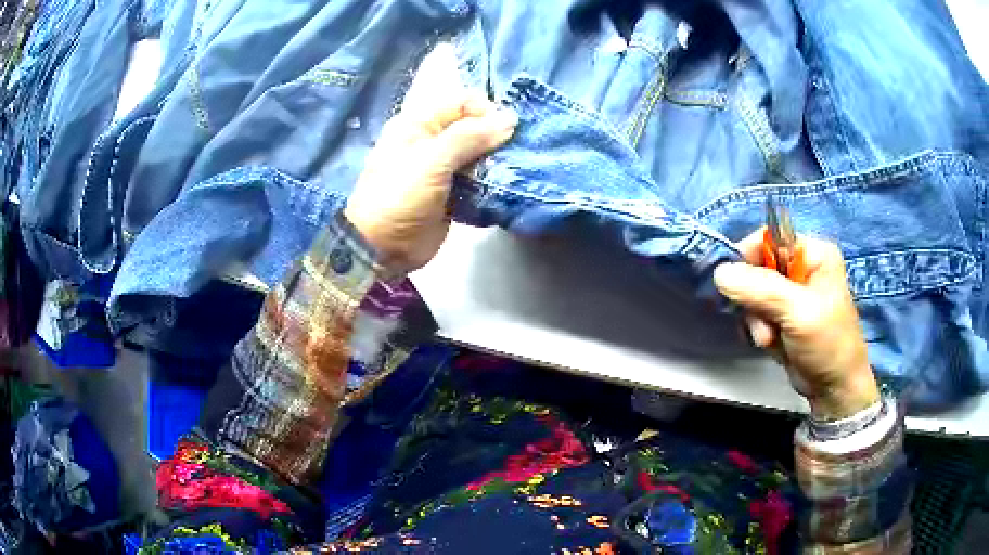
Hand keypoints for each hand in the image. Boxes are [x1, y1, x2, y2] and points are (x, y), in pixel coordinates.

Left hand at [344, 43, 517, 274]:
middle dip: (497, 136)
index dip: (487, 111)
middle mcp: (432, 140)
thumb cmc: (400, 196)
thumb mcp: (432, 160)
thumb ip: (470, 136)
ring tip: (517, 168)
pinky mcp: (452, 192)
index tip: (509, 130)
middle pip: (473, 127)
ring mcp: (442, 168)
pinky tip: (508, 185)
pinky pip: (478, 179)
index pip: (462, 103)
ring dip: (497, 160)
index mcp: (419, 123)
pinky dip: (492, 181)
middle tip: (518, 151)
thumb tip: (510, 119)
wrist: (382, 248)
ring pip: (479, 154)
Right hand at [713, 230, 879, 419]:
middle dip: (755, 300)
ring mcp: (792, 293)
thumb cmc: (827, 344)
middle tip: (765, 323)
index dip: (749, 259)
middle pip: (757, 268)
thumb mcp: (798, 313)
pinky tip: (772, 343)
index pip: (769, 239)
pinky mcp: (783, 315)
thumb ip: (761, 289)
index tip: (737, 287)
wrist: (834, 389)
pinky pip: (756, 313)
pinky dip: (759, 329)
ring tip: (771, 338)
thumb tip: (719, 272)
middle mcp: (802, 267)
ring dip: (756, 319)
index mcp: (813, 253)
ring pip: (753, 294)